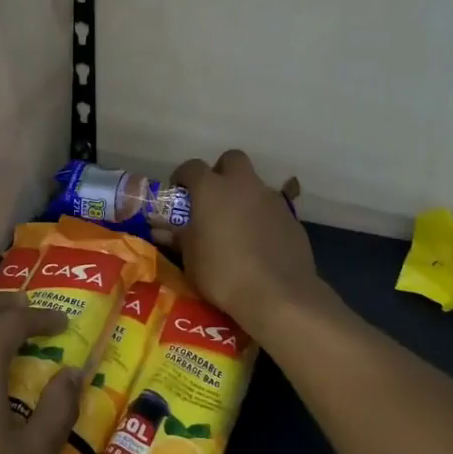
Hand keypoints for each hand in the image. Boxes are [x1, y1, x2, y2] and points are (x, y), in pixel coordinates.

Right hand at [171, 150, 323, 337]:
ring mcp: (271, 199)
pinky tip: (259, 242)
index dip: (183, 176)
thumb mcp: (190, 258)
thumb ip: (177, 237)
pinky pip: (272, 208)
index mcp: (211, 188)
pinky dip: (263, 217)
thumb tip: (161, 231)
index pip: (192, 167)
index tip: (179, 192)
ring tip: (236, 225)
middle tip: (213, 197)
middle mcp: (243, 185)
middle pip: (232, 159)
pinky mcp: (292, 218)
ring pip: (255, 184)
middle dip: (221, 172)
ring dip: (244, 196)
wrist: (277, 294)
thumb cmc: (222, 272)